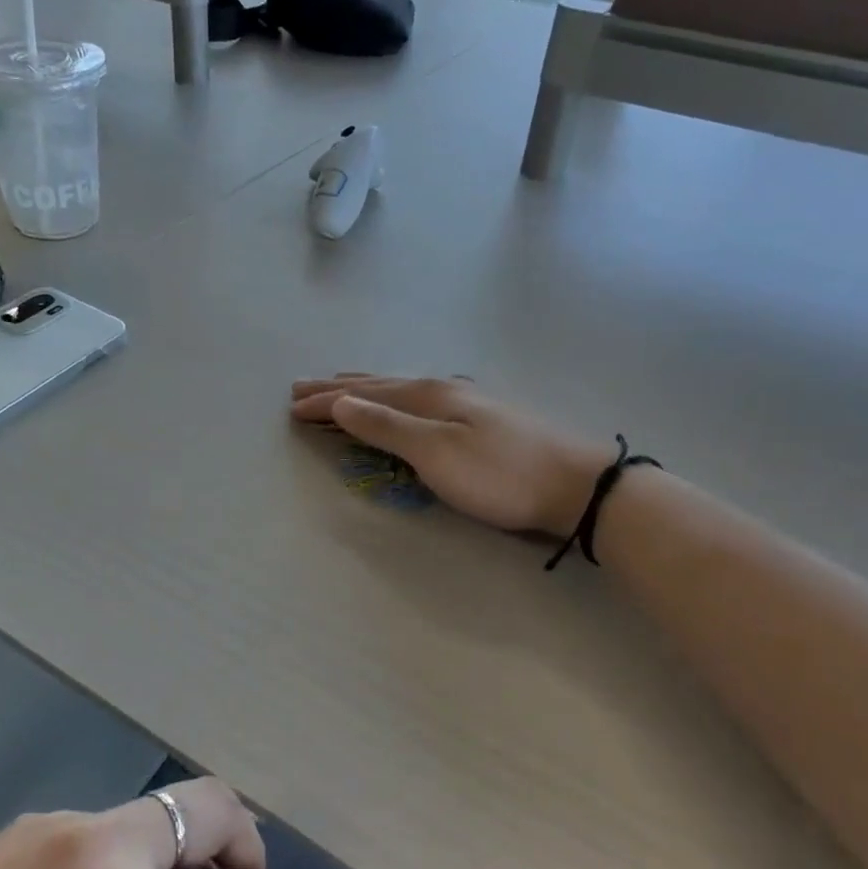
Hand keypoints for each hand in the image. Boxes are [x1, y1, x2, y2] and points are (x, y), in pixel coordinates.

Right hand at [290, 375, 607, 538]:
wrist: (575, 483)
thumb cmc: (500, 473)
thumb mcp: (436, 453)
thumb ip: (387, 426)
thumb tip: (341, 402)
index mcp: (426, 395)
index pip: (362, 395)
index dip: (326, 401)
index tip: (292, 405)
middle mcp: (440, 389)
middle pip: (377, 385)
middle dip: (338, 388)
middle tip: (302, 387)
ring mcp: (463, 401)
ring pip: (398, 390)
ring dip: (363, 391)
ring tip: (341, 388)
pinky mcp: (478, 418)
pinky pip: (415, 401)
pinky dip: (390, 400)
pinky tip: (401, 401)